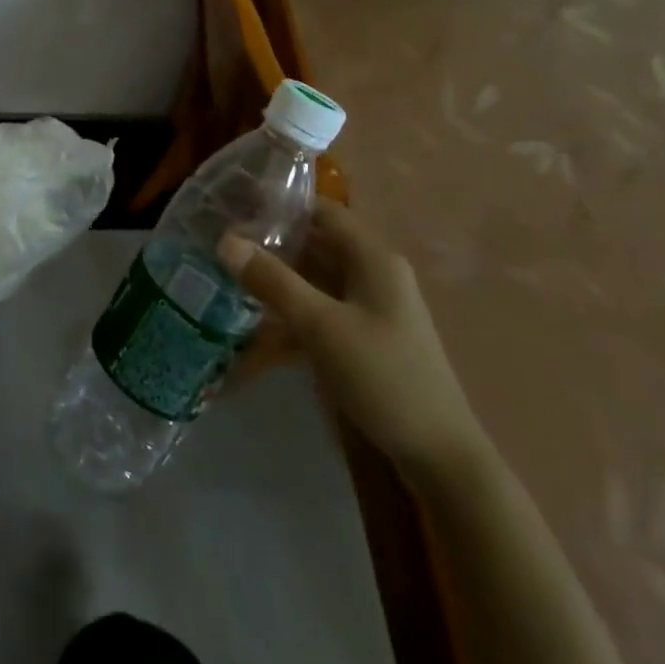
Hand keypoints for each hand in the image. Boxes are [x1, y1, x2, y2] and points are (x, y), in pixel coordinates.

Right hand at [218, 201, 487, 481]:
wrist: (440, 458)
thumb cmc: (384, 377)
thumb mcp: (322, 327)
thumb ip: (274, 282)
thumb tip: (225, 241)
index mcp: (373, 257)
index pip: (322, 211)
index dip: (281, 205)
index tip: (236, 208)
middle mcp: (374, 273)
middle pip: (317, 244)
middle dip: (272, 244)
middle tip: (223, 245)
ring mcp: (372, 307)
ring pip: (316, 279)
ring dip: (279, 280)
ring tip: (230, 279)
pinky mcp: (366, 337)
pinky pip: (322, 310)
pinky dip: (293, 313)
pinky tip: (259, 326)